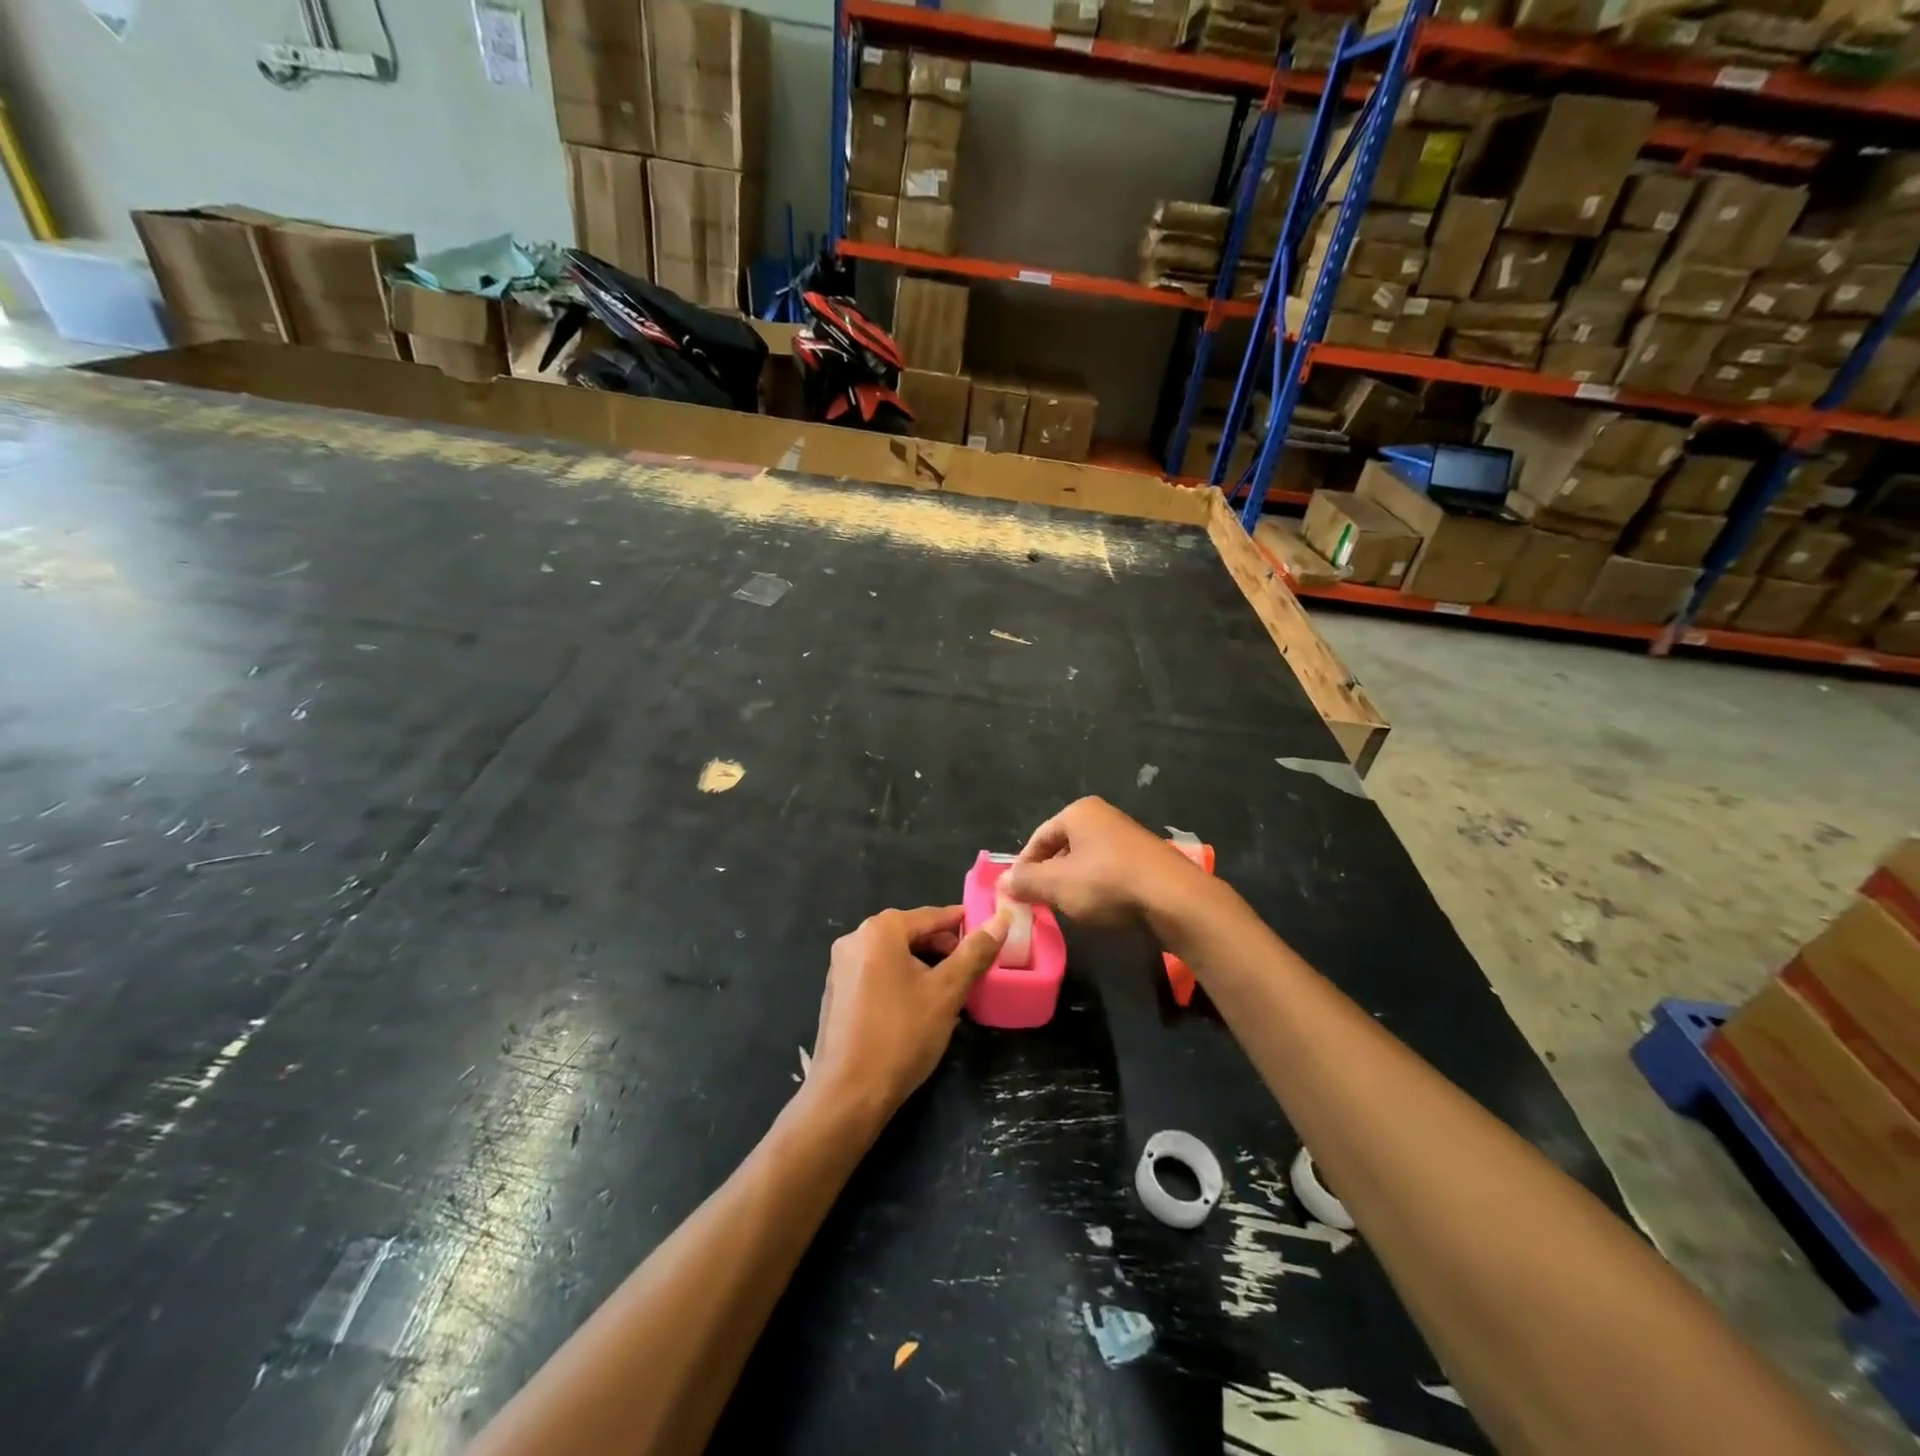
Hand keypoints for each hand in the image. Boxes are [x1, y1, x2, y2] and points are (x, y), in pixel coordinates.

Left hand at [809, 904, 1007, 1123]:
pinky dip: (902, 980)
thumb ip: (974, 953)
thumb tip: (1000, 920)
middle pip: (911, 933)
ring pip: (894, 955)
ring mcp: (841, 966)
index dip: (964, 924)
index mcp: (880, 930)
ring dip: (924, 966)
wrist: (848, 1094)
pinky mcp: (837, 992)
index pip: (932, 915)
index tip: (991, 934)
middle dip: (944, 948)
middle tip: (974, 968)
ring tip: (952, 990)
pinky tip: (920, 1006)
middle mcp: (855, 939)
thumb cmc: (901, 1035)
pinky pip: (877, 973)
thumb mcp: (946, 992)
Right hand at [1000, 797, 1207, 927]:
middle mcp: (1103, 817)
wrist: (1175, 899)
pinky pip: (1110, 871)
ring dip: (1073, 883)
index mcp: (1079, 812)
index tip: (1016, 893)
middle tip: (1039, 902)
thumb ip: (1026, 882)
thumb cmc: (1108, 883)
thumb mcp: (1057, 885)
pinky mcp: (1146, 860)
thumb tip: (1001, 883)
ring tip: (1067, 909)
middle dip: (1049, 875)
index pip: (1039, 837)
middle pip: (1063, 847)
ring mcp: (1127, 837)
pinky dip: (1098, 888)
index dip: (1023, 866)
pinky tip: (1099, 909)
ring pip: (1086, 861)